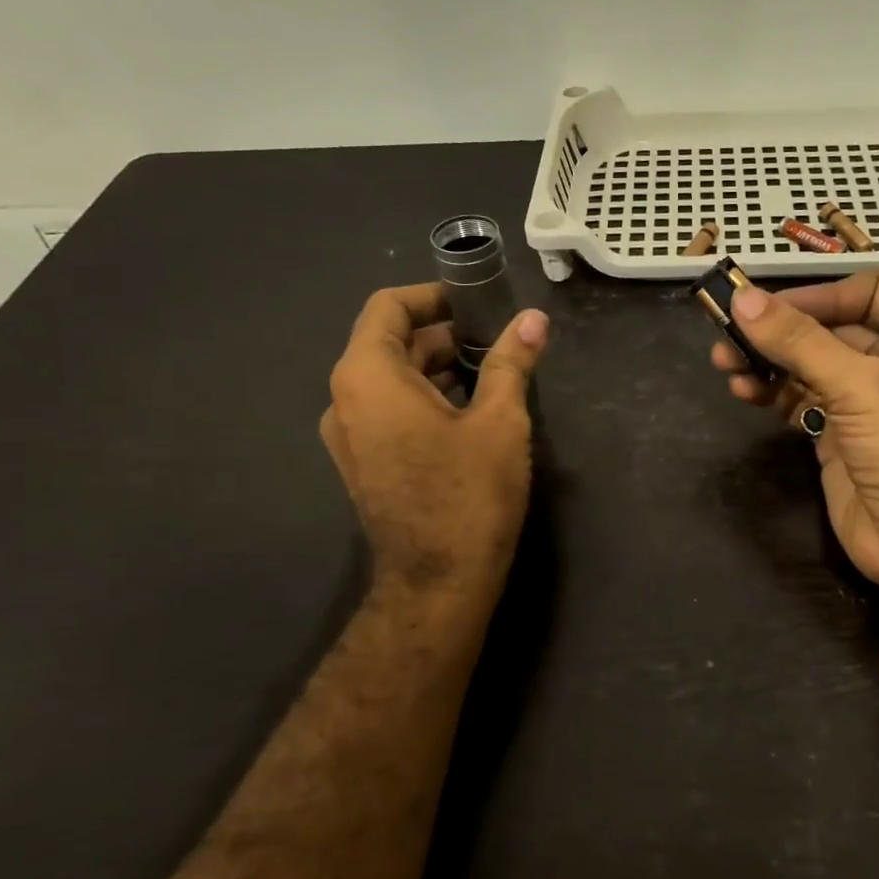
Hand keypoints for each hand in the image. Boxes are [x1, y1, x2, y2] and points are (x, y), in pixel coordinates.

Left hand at [321, 284, 548, 596]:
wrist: (437, 583)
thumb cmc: (468, 494)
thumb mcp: (499, 421)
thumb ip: (511, 362)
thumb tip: (534, 319)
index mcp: (367, 376)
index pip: (388, 307)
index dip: (433, 296)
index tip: (477, 301)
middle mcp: (345, 399)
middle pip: (389, 342)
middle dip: (443, 333)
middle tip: (497, 337)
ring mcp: (349, 435)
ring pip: (391, 379)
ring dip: (437, 367)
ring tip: (492, 371)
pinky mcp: (362, 463)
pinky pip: (389, 410)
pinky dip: (425, 397)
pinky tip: (470, 410)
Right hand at [710, 272, 878, 613]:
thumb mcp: (860, 387)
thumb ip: (800, 342)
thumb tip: (743, 299)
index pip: (868, 293)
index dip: (819, 295)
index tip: (769, 306)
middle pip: (831, 329)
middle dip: (780, 330)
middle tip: (729, 331)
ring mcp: (866, 402)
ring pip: (810, 365)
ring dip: (768, 361)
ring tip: (725, 363)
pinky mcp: (839, 436)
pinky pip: (800, 400)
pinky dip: (771, 393)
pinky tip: (744, 390)